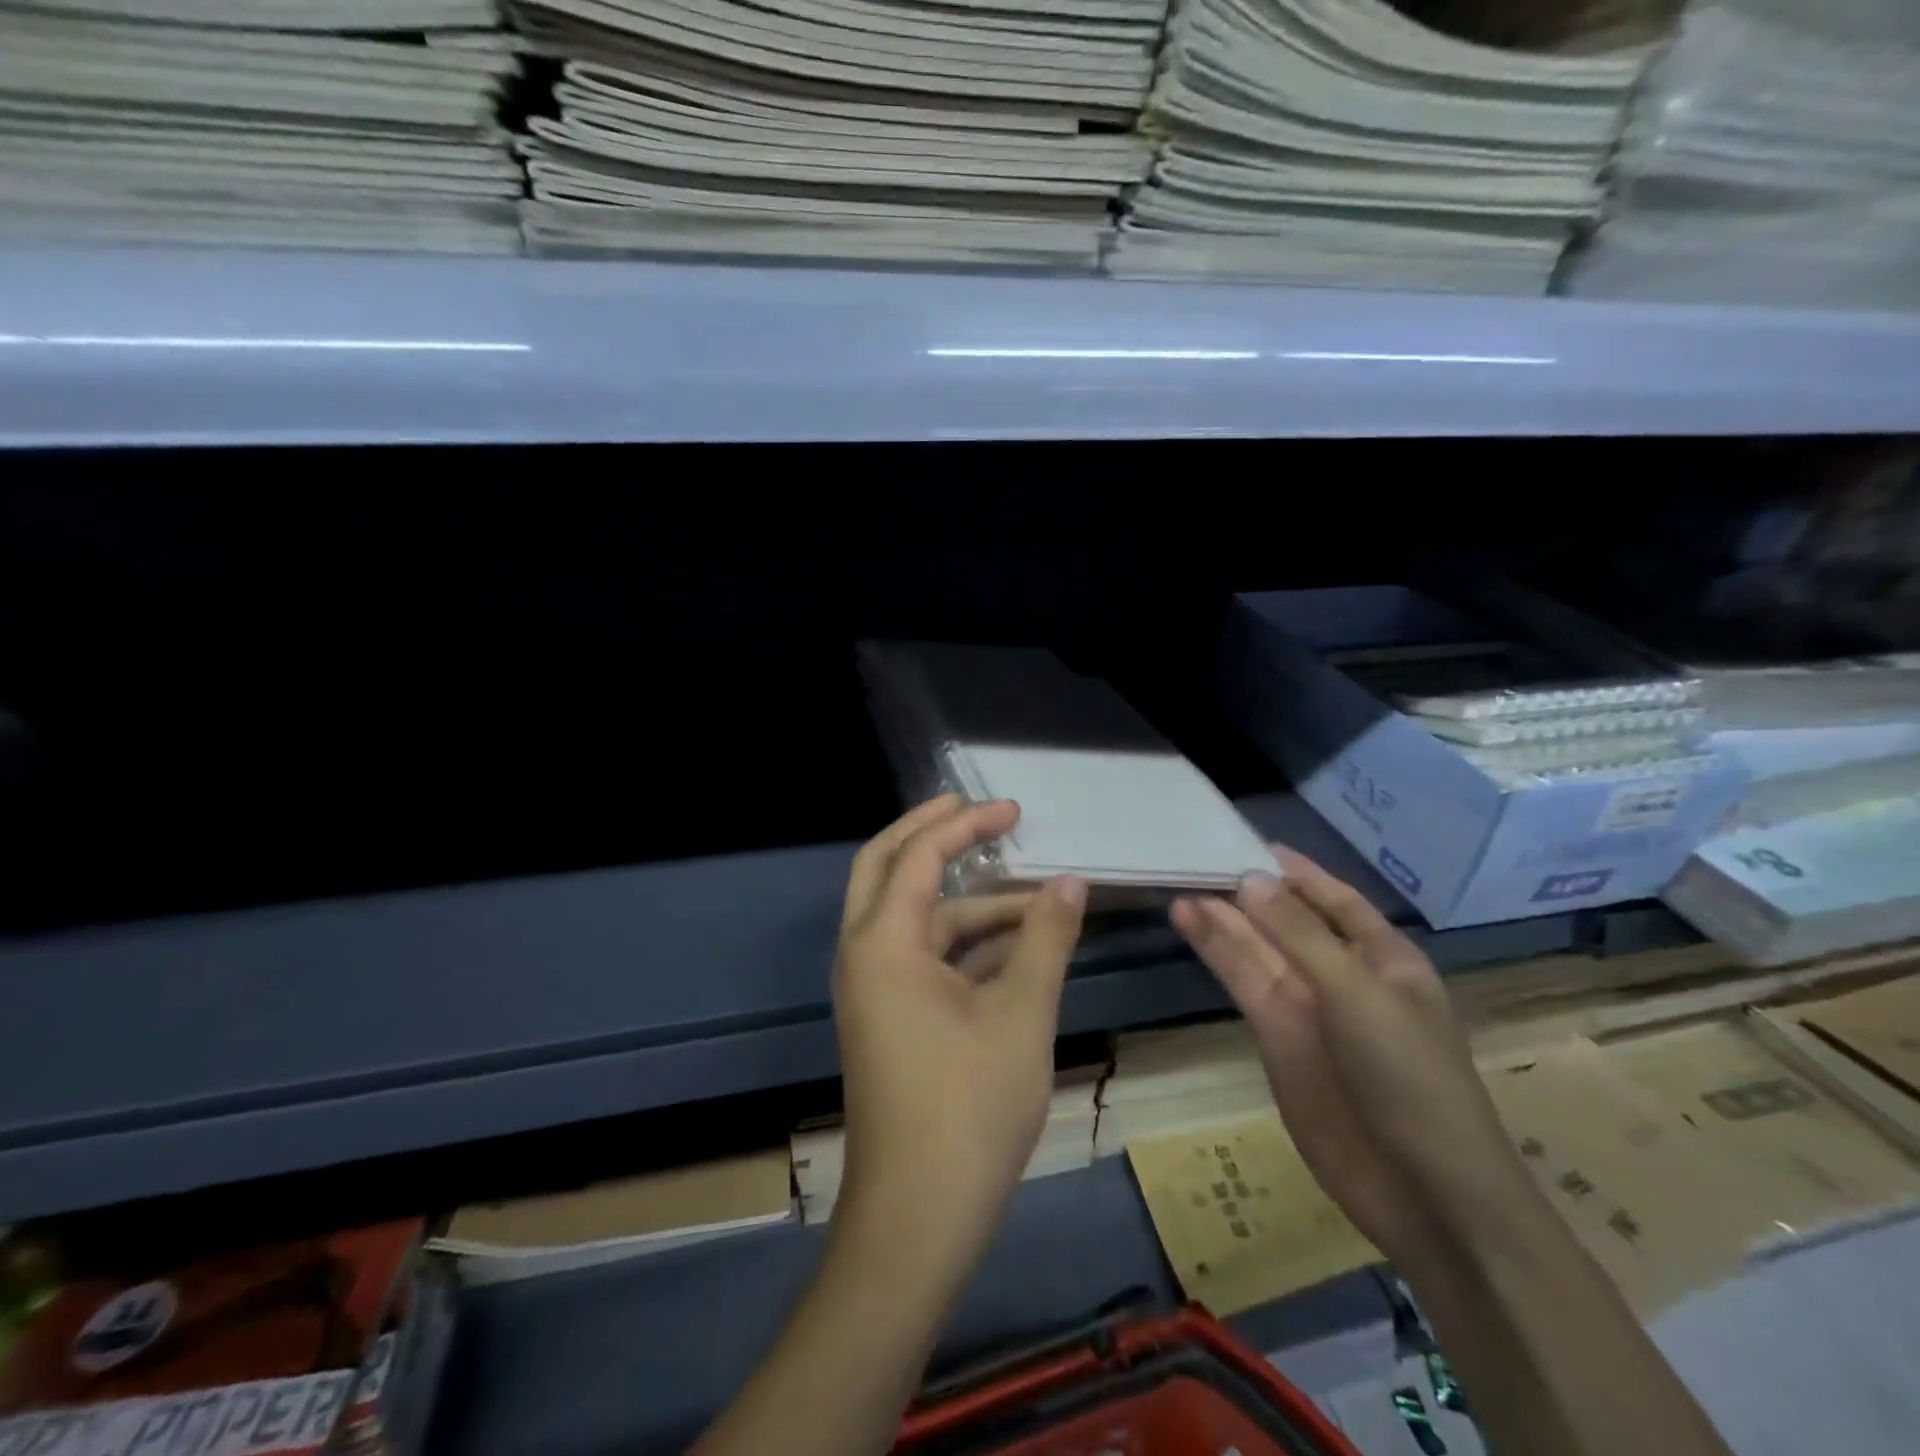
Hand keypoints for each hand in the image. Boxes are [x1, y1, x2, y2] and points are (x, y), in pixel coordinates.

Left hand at [833, 795, 1087, 1265]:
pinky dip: (966, 945)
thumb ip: (1046, 939)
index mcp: (882, 942)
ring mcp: (874, 989)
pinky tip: (1018, 947)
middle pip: (887, 868)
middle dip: (932, 835)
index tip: (1012, 809)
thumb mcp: (1021, 1014)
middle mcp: (864, 955)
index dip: (966, 825)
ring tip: (1037, 900)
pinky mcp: (890, 1019)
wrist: (919, 1219)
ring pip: (916, 920)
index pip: (919, 856)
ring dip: (969, 903)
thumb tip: (1071, 882)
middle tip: (978, 812)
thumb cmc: (969, 1108)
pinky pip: (924, 959)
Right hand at [1170, 848, 1533, 1265]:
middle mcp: (1341, 974)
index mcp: (1383, 956)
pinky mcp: (1274, 1036)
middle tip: (1195, 858)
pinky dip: (1216, 952)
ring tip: (1180, 886)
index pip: (1333, 898)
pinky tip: (1189, 922)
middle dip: (1247, 891)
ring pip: (1257, 948)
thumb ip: (1299, 935)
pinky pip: (1243, 982)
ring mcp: (1306, 1007)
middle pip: (1287, 920)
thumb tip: (1250, 879)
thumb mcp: (1359, 993)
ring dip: (1222, 918)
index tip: (1247, 841)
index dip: (1294, 870)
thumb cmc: (1410, 1076)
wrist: (1421, 1188)